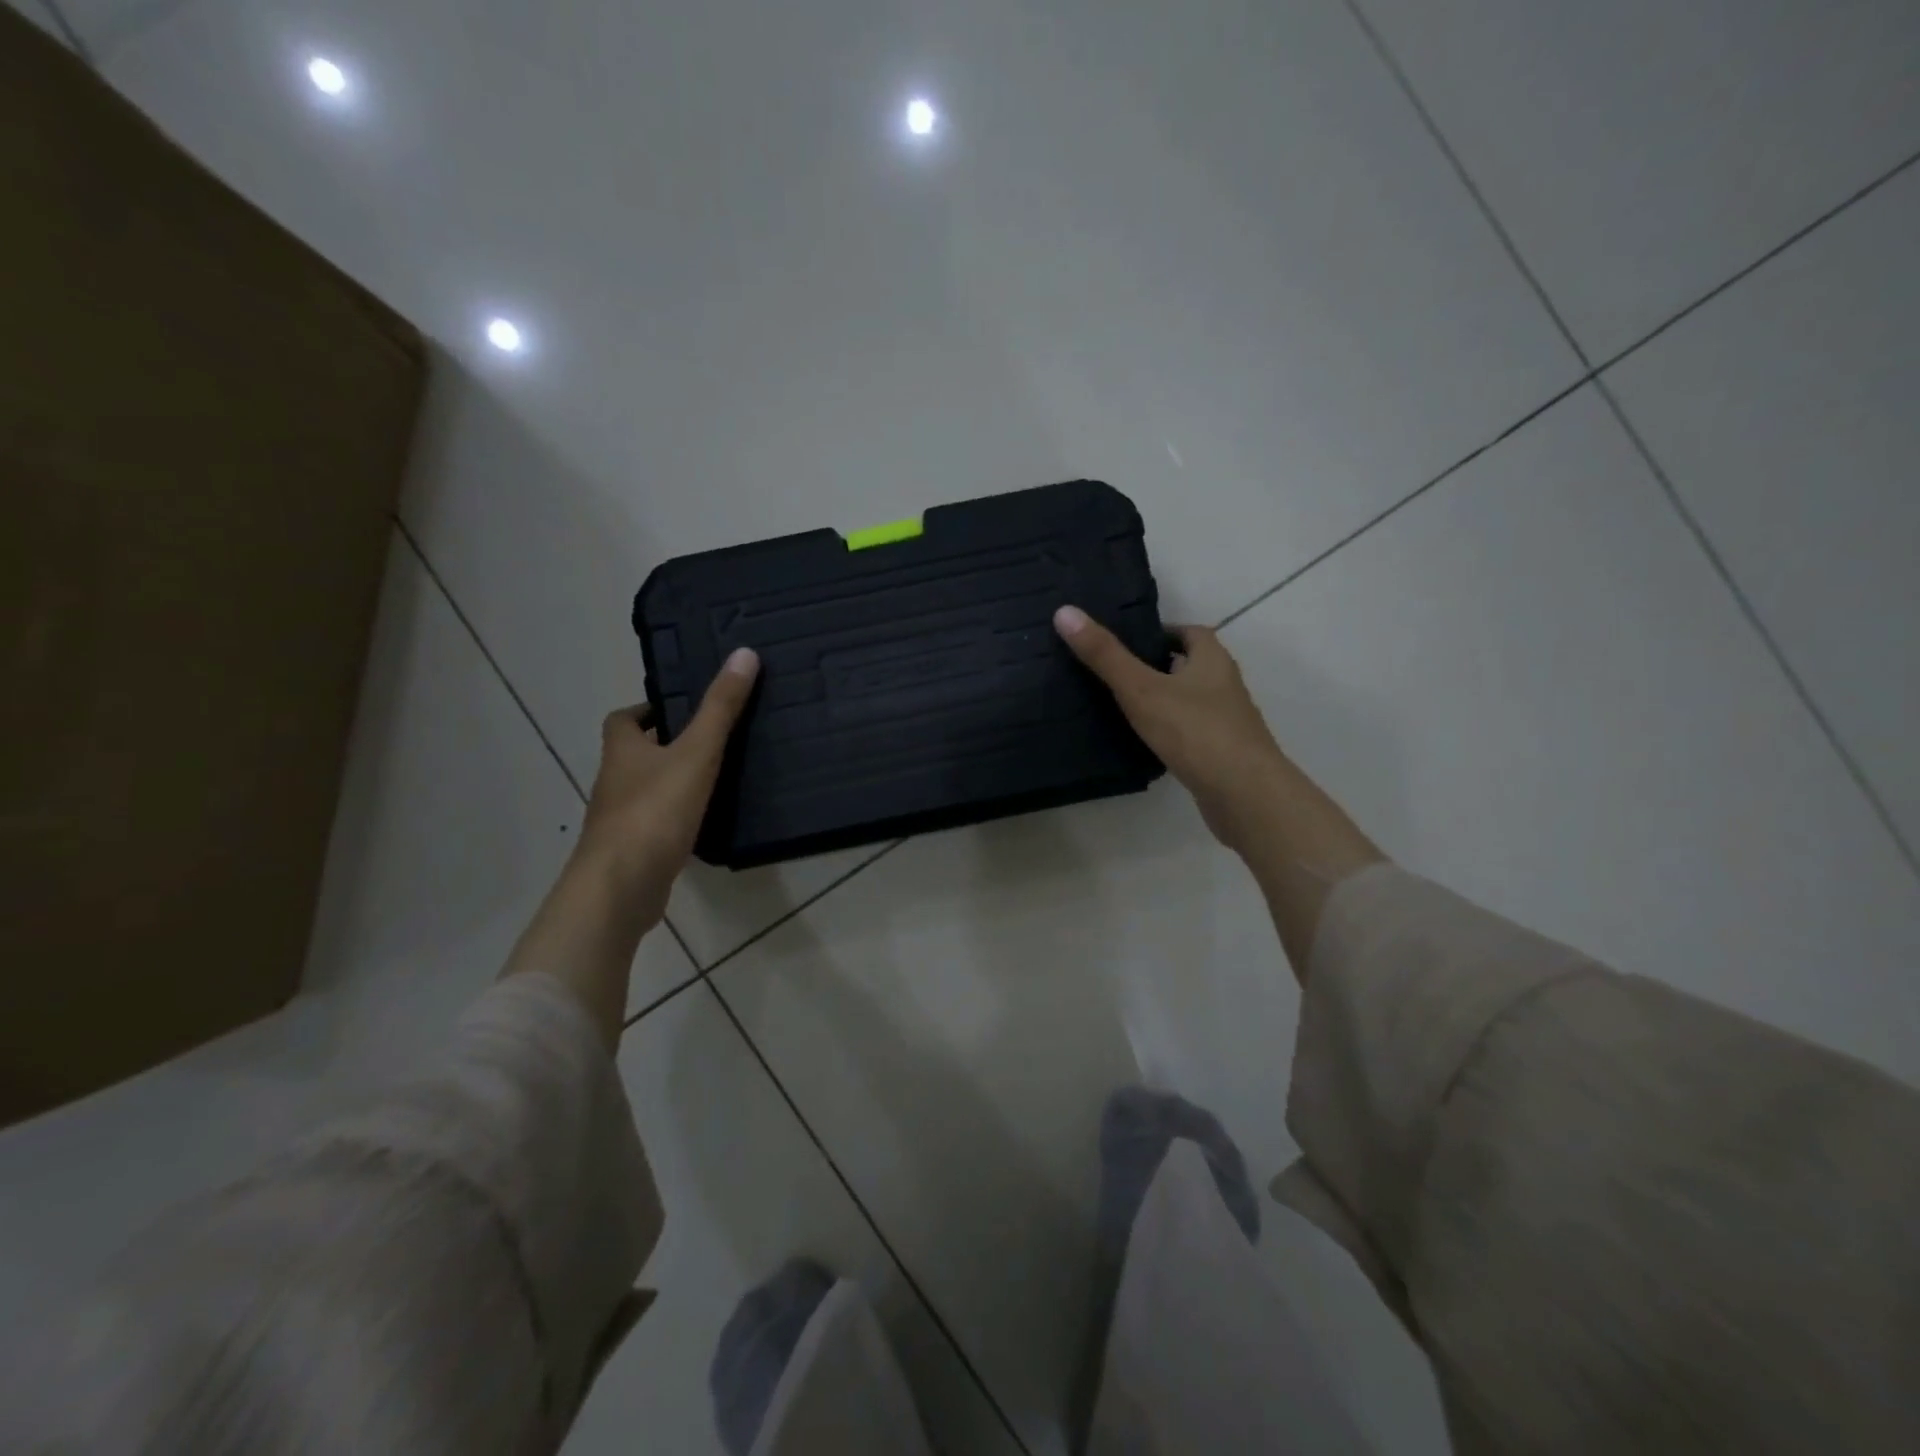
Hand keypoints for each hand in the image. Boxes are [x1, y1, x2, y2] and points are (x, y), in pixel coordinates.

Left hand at [573, 646, 760, 929]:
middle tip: (711, 741)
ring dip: (673, 783)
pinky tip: (705, 824)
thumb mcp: (696, 753)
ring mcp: (620, 821)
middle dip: (666, 746)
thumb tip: (744, 653)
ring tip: (717, 779)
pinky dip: (676, 820)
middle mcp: (614, 782)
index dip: (647, 711)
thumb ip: (720, 708)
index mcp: (622, 751)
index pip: (623, 720)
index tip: (680, 709)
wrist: (621, 887)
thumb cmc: (654, 811)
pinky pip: (656, 825)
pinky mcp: (633, 852)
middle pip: (635, 755)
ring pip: (646, 791)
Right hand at [1054, 605, 1290, 855]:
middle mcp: (1225, 685)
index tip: (1126, 642)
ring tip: (1122, 708)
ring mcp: (1227, 722)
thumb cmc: (1194, 731)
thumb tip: (1065, 612)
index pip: (1188, 632)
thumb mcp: (1141, 689)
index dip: (1160, 633)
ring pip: (1190, 701)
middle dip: (1157, 667)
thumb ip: (1104, 655)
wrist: (1244, 794)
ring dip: (1163, 701)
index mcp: (1212, 659)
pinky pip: (1191, 733)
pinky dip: (1170, 733)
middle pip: (1189, 666)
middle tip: (1115, 674)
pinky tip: (1145, 744)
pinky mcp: (1222, 754)